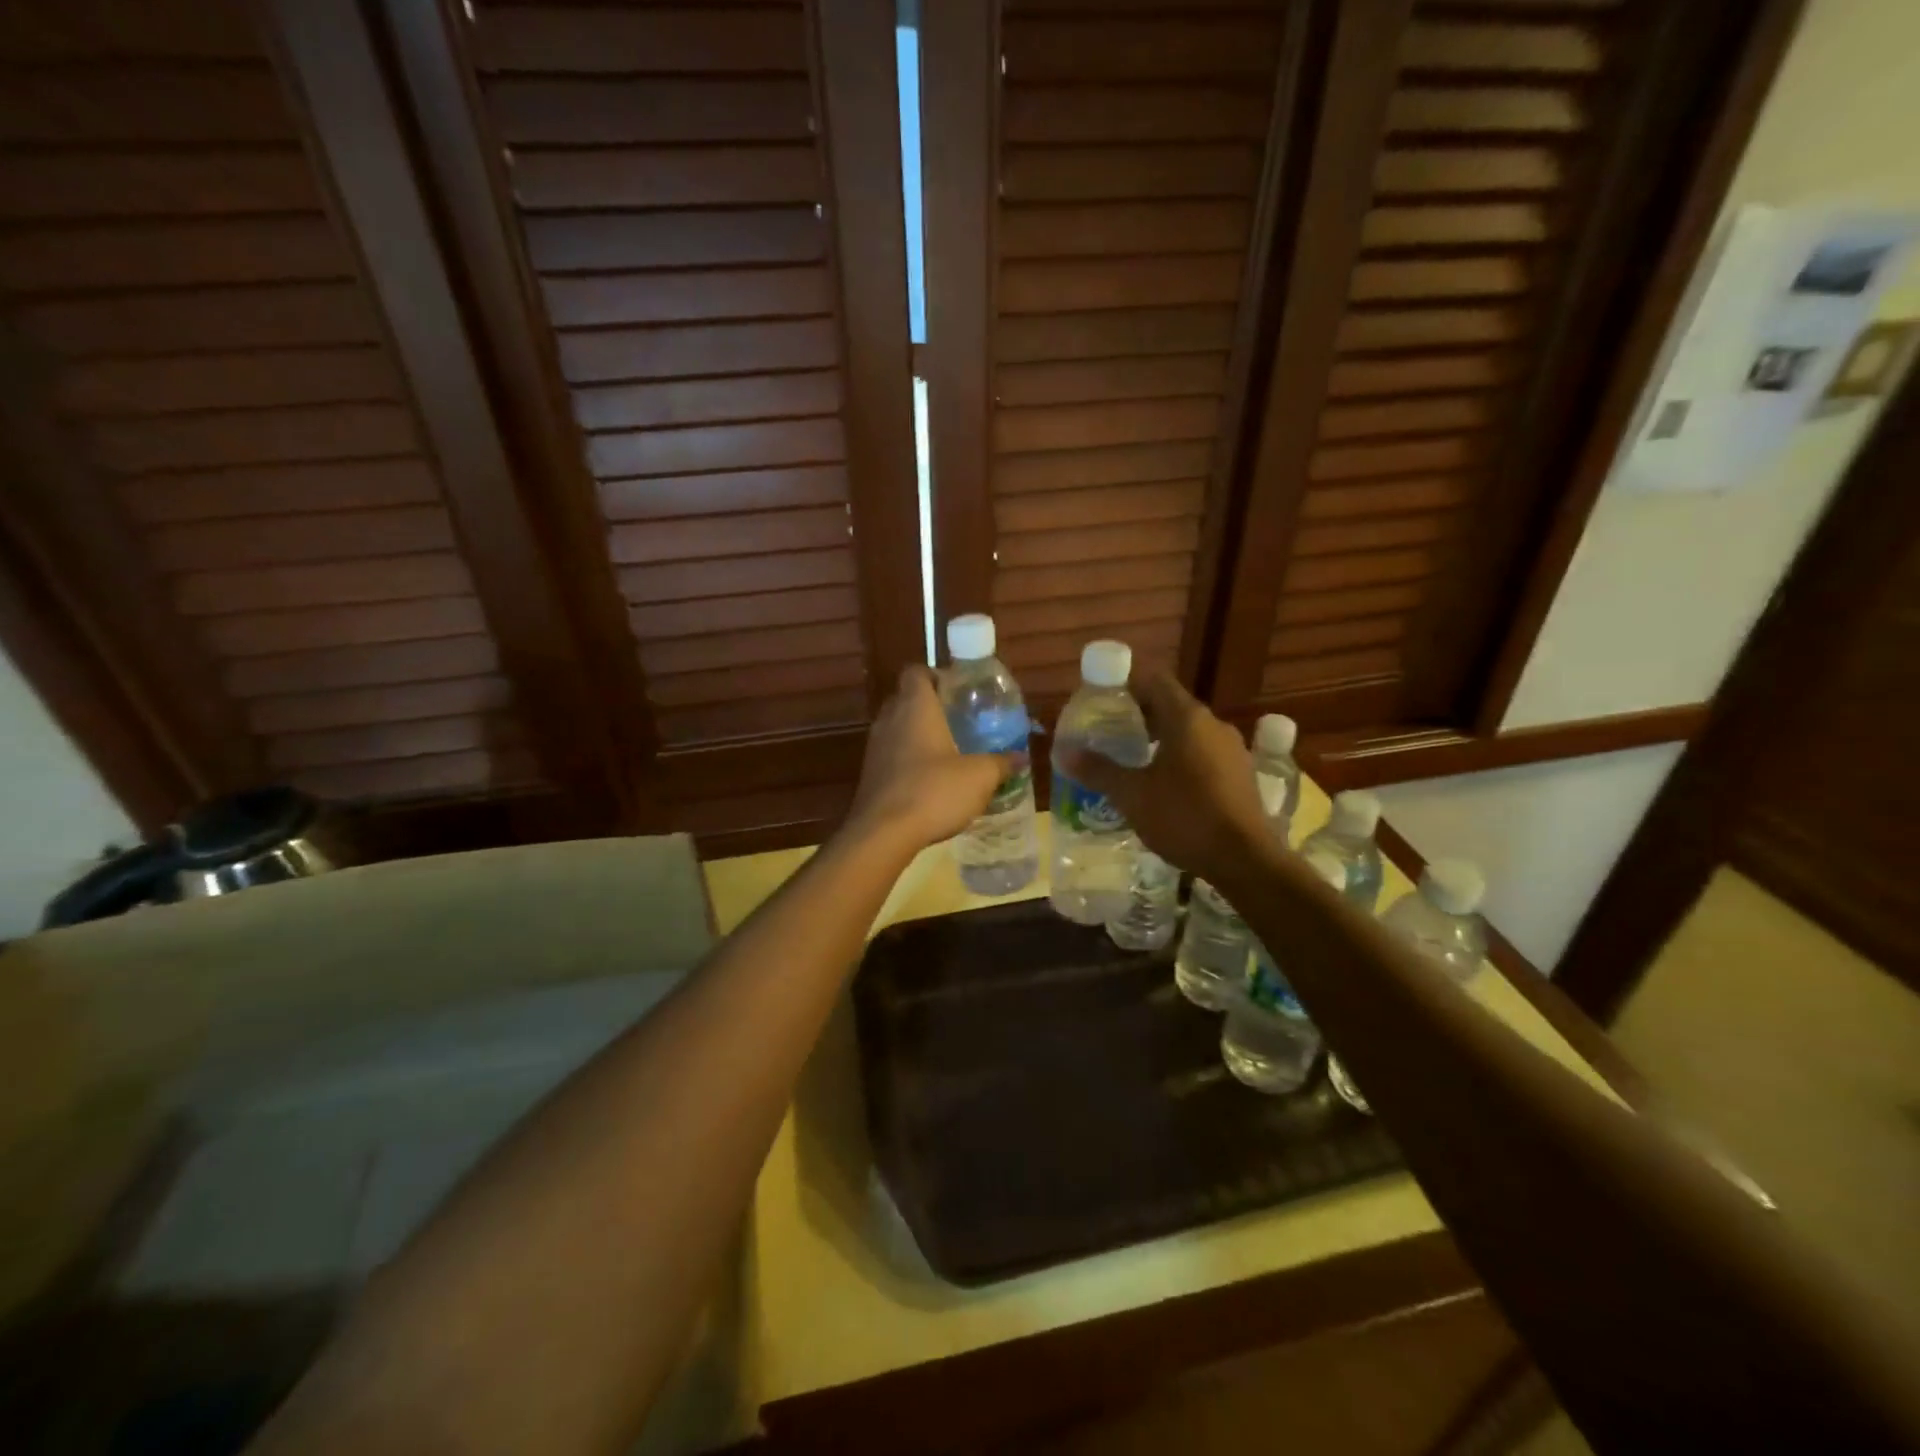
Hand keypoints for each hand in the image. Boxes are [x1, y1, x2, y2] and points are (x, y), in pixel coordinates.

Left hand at [845, 665, 1016, 851]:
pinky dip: (909, 760)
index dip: (935, 675)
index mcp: (915, 707)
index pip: (916, 672)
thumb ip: (1001, 764)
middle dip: (931, 707)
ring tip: (949, 752)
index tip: (957, 690)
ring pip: (898, 728)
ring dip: (919, 735)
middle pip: (906, 699)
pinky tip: (931, 780)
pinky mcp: (870, 774)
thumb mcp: (979, 777)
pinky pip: (891, 755)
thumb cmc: (933, 791)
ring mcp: (875, 748)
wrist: (883, 833)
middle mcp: (890, 719)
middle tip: (959, 721)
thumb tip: (1021, 758)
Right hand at [1058, 669, 1269, 884]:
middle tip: (1108, 733)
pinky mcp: (1240, 774)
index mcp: (1187, 718)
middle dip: (1139, 715)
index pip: (1154, 680)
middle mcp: (1213, 724)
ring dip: (1160, 738)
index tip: (1102, 699)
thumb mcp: (1131, 795)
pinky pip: (1204, 753)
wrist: (1245, 860)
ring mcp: (1232, 749)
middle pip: (1171, 705)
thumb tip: (1064, 753)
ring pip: (1188, 731)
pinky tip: (1163, 784)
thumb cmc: (1184, 817)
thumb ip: (1098, 770)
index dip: (1126, 684)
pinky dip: (1180, 758)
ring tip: (1131, 760)